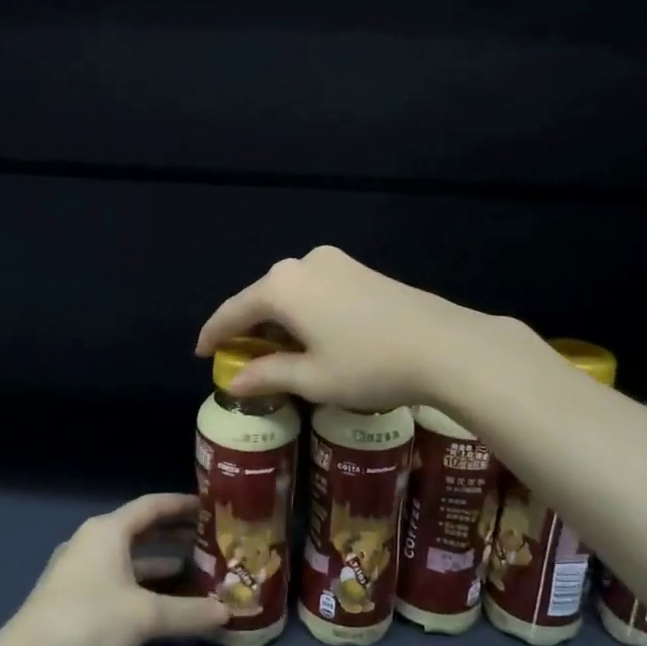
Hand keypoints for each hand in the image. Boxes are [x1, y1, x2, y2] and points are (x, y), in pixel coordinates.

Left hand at [0, 494, 227, 645]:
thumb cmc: (89, 622)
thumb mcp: (145, 616)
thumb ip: (189, 613)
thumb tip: (227, 613)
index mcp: (107, 531)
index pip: (152, 506)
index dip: (182, 505)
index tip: (210, 506)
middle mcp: (93, 542)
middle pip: (141, 531)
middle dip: (175, 536)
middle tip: (210, 540)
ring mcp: (80, 571)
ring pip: (130, 559)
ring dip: (161, 565)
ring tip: (197, 573)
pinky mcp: (74, 599)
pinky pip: (118, 580)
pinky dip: (143, 586)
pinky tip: (166, 603)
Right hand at [195, 245, 506, 411]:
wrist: (445, 345)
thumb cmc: (369, 365)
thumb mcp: (312, 379)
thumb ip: (268, 376)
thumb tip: (234, 383)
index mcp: (281, 287)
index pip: (233, 311)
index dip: (213, 335)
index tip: (201, 354)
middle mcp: (302, 264)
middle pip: (261, 298)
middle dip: (248, 329)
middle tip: (240, 360)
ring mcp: (334, 262)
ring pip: (290, 293)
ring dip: (278, 321)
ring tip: (276, 353)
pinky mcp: (359, 269)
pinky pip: (315, 290)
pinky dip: (303, 312)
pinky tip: (311, 336)